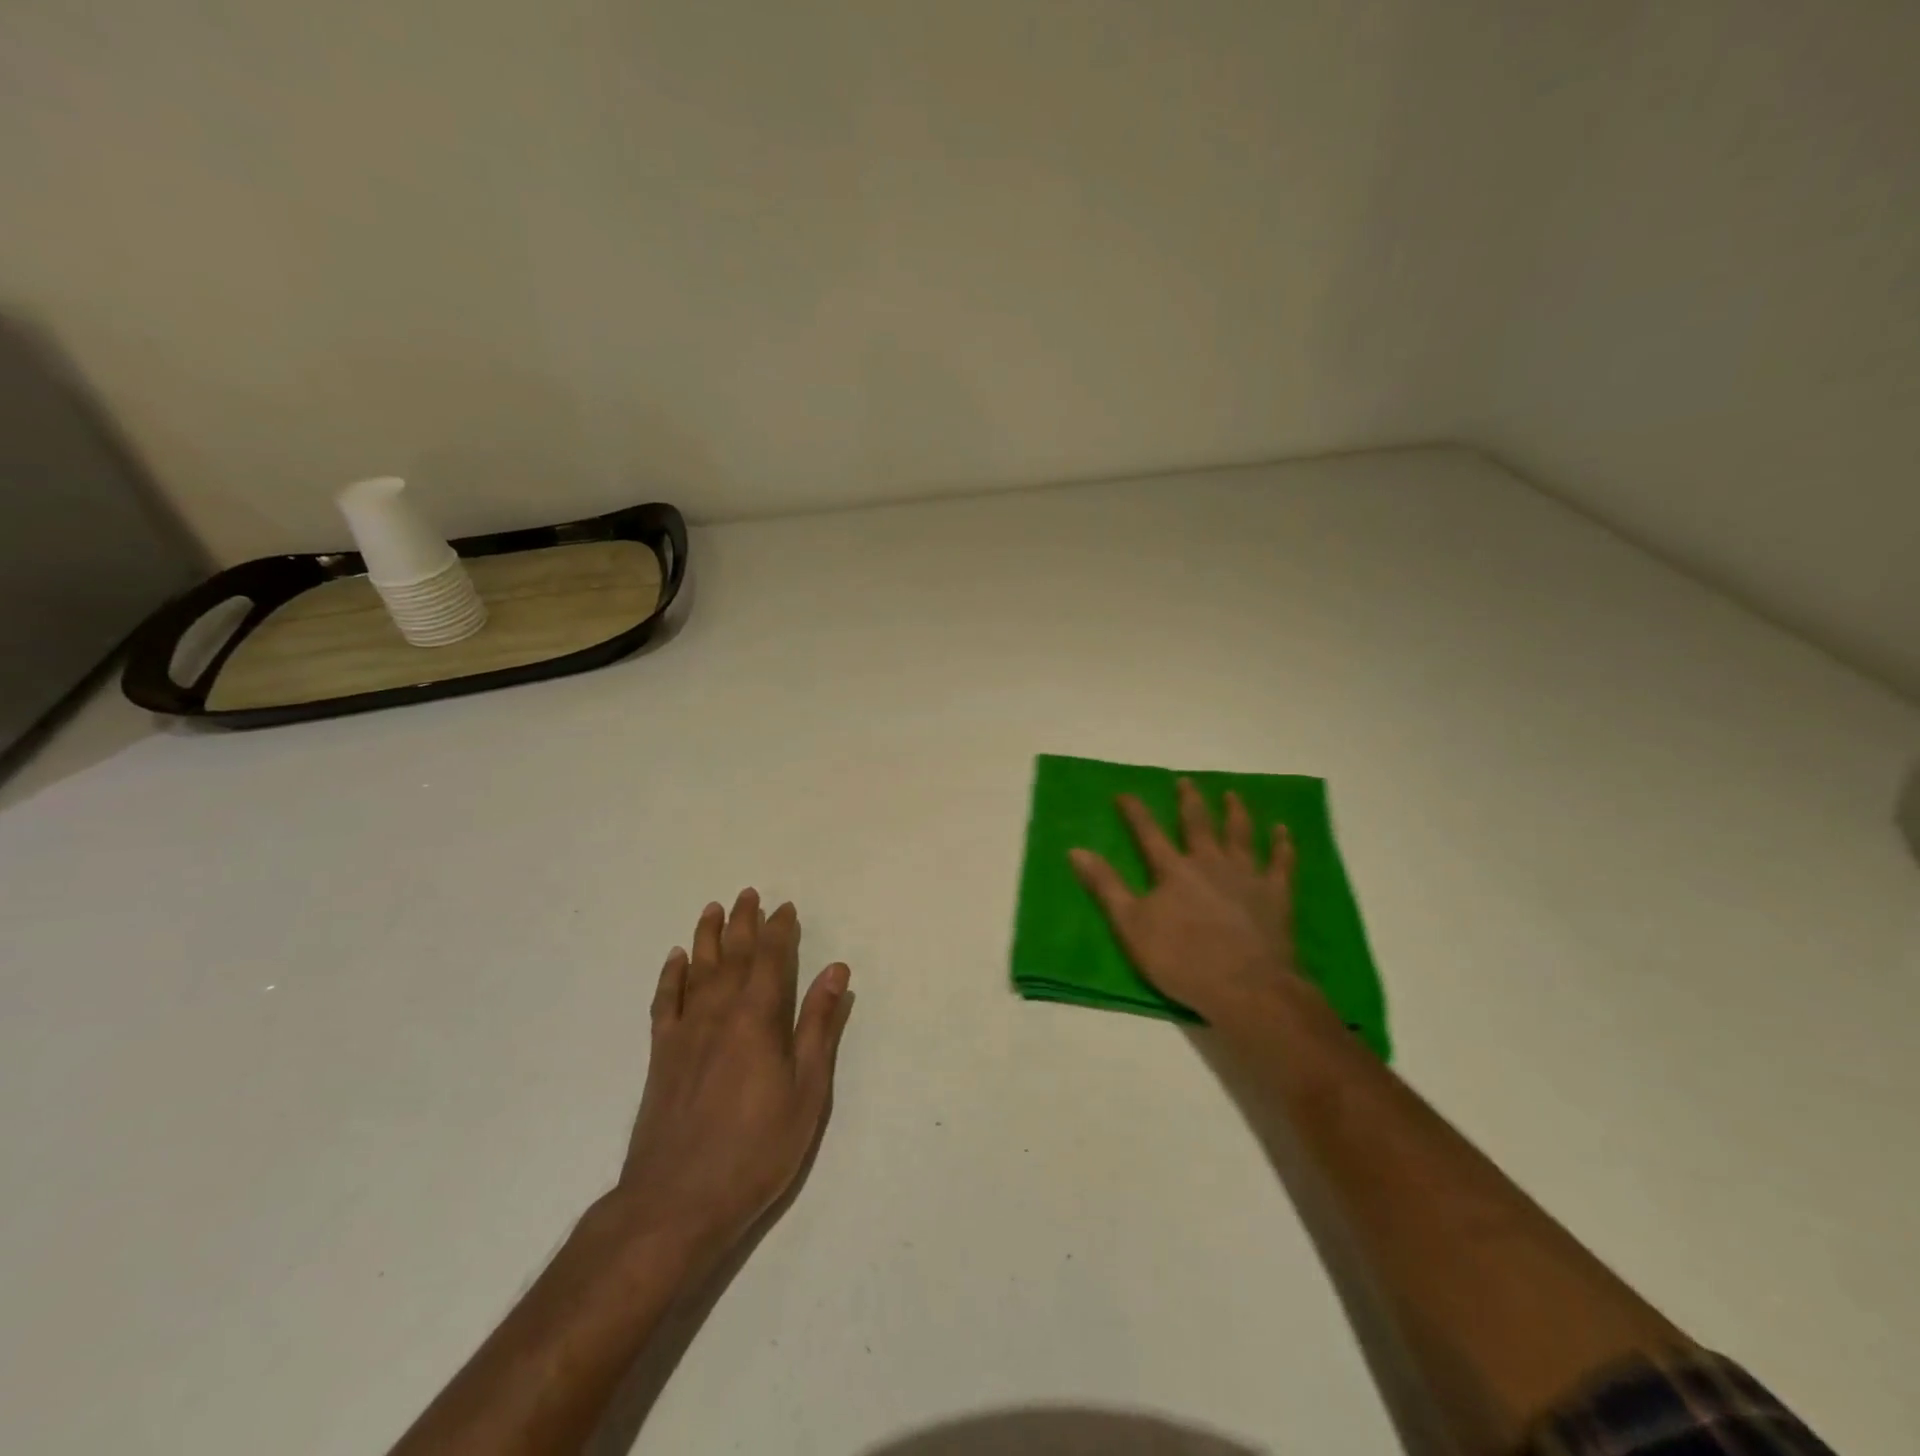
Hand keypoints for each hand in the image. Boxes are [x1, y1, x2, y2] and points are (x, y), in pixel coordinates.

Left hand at [614, 889, 853, 1257]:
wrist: (676, 1201)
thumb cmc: (755, 1148)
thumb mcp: (806, 1091)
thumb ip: (818, 1026)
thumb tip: (835, 971)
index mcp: (758, 1018)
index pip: (771, 958)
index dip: (779, 930)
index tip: (786, 908)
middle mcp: (719, 1012)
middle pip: (733, 955)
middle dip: (744, 922)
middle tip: (749, 894)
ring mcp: (685, 1032)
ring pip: (698, 969)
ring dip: (707, 936)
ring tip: (713, 909)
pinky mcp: (661, 1055)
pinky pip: (664, 1001)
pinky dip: (671, 975)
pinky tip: (676, 959)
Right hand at [1069, 778, 1310, 1023]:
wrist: (1247, 987)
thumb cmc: (1183, 960)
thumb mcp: (1131, 926)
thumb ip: (1106, 886)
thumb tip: (1076, 850)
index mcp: (1173, 870)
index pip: (1148, 833)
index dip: (1134, 812)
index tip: (1124, 793)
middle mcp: (1210, 863)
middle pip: (1198, 824)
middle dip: (1189, 801)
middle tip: (1185, 781)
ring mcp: (1246, 876)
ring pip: (1240, 834)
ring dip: (1235, 812)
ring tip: (1232, 795)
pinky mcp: (1276, 895)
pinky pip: (1281, 862)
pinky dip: (1282, 845)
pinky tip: (1283, 831)